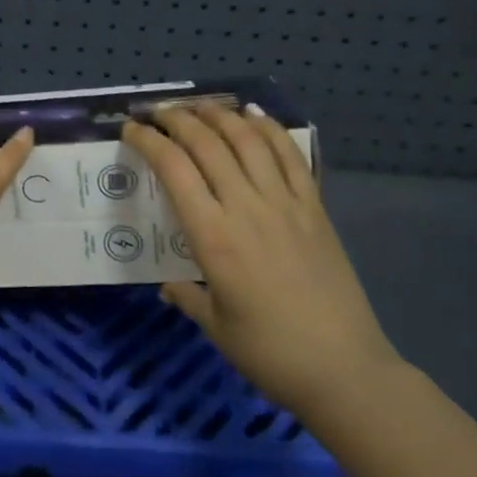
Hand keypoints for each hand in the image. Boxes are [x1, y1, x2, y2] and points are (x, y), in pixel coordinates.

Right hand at [122, 104, 401, 419]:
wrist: (345, 370)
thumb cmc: (270, 352)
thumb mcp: (215, 326)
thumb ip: (187, 296)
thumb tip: (167, 284)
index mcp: (213, 236)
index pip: (173, 169)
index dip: (148, 141)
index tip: (131, 130)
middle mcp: (246, 207)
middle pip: (206, 143)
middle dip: (176, 119)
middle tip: (158, 112)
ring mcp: (285, 203)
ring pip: (247, 140)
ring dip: (219, 115)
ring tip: (199, 106)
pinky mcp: (314, 207)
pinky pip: (290, 156)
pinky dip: (269, 129)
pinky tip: (254, 115)